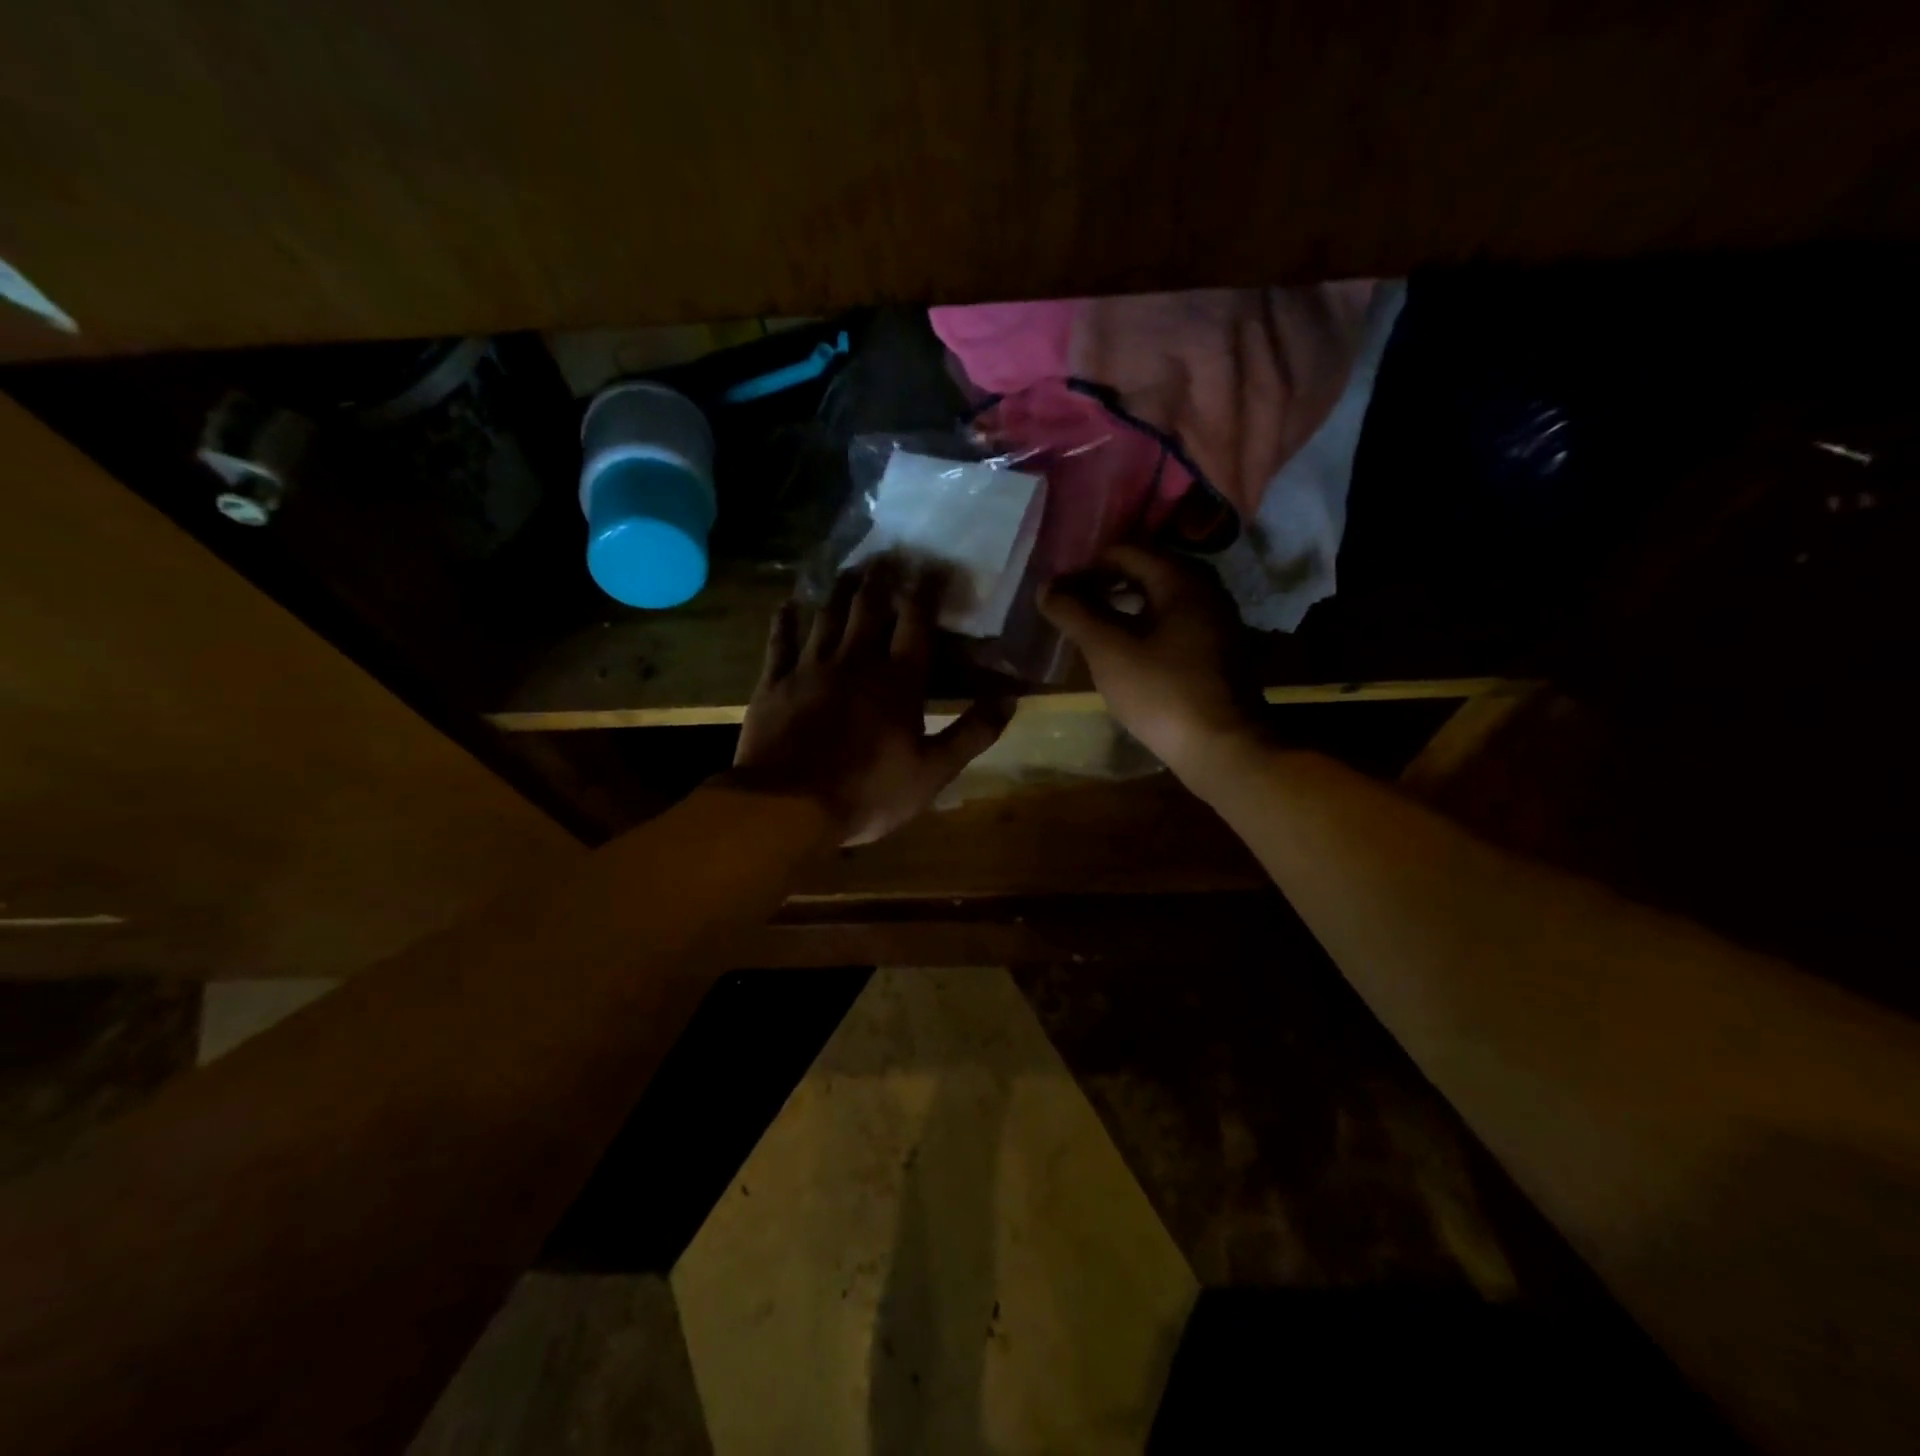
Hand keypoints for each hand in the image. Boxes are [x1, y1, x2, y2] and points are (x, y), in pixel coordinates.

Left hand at [732, 562, 1012, 845]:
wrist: (789, 806)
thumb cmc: (869, 792)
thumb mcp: (934, 771)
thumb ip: (973, 732)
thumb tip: (1010, 698)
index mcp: (898, 680)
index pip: (917, 623)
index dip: (926, 592)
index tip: (933, 566)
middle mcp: (856, 661)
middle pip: (869, 608)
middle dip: (881, 579)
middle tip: (887, 555)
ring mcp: (811, 668)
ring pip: (827, 616)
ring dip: (838, 590)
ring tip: (848, 568)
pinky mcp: (775, 683)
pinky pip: (780, 642)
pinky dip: (784, 621)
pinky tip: (786, 604)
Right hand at [1038, 544, 1265, 782]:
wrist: (1223, 747)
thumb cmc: (1162, 692)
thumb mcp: (1108, 651)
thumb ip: (1074, 613)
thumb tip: (1046, 587)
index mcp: (1181, 578)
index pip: (1124, 551)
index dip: (1086, 568)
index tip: (1059, 592)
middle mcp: (1205, 588)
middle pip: (1145, 570)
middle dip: (1104, 585)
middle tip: (1071, 608)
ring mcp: (1216, 619)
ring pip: (1160, 598)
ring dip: (1123, 607)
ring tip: (1091, 629)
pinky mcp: (1218, 649)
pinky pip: (1174, 622)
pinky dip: (1145, 626)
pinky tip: (1125, 651)